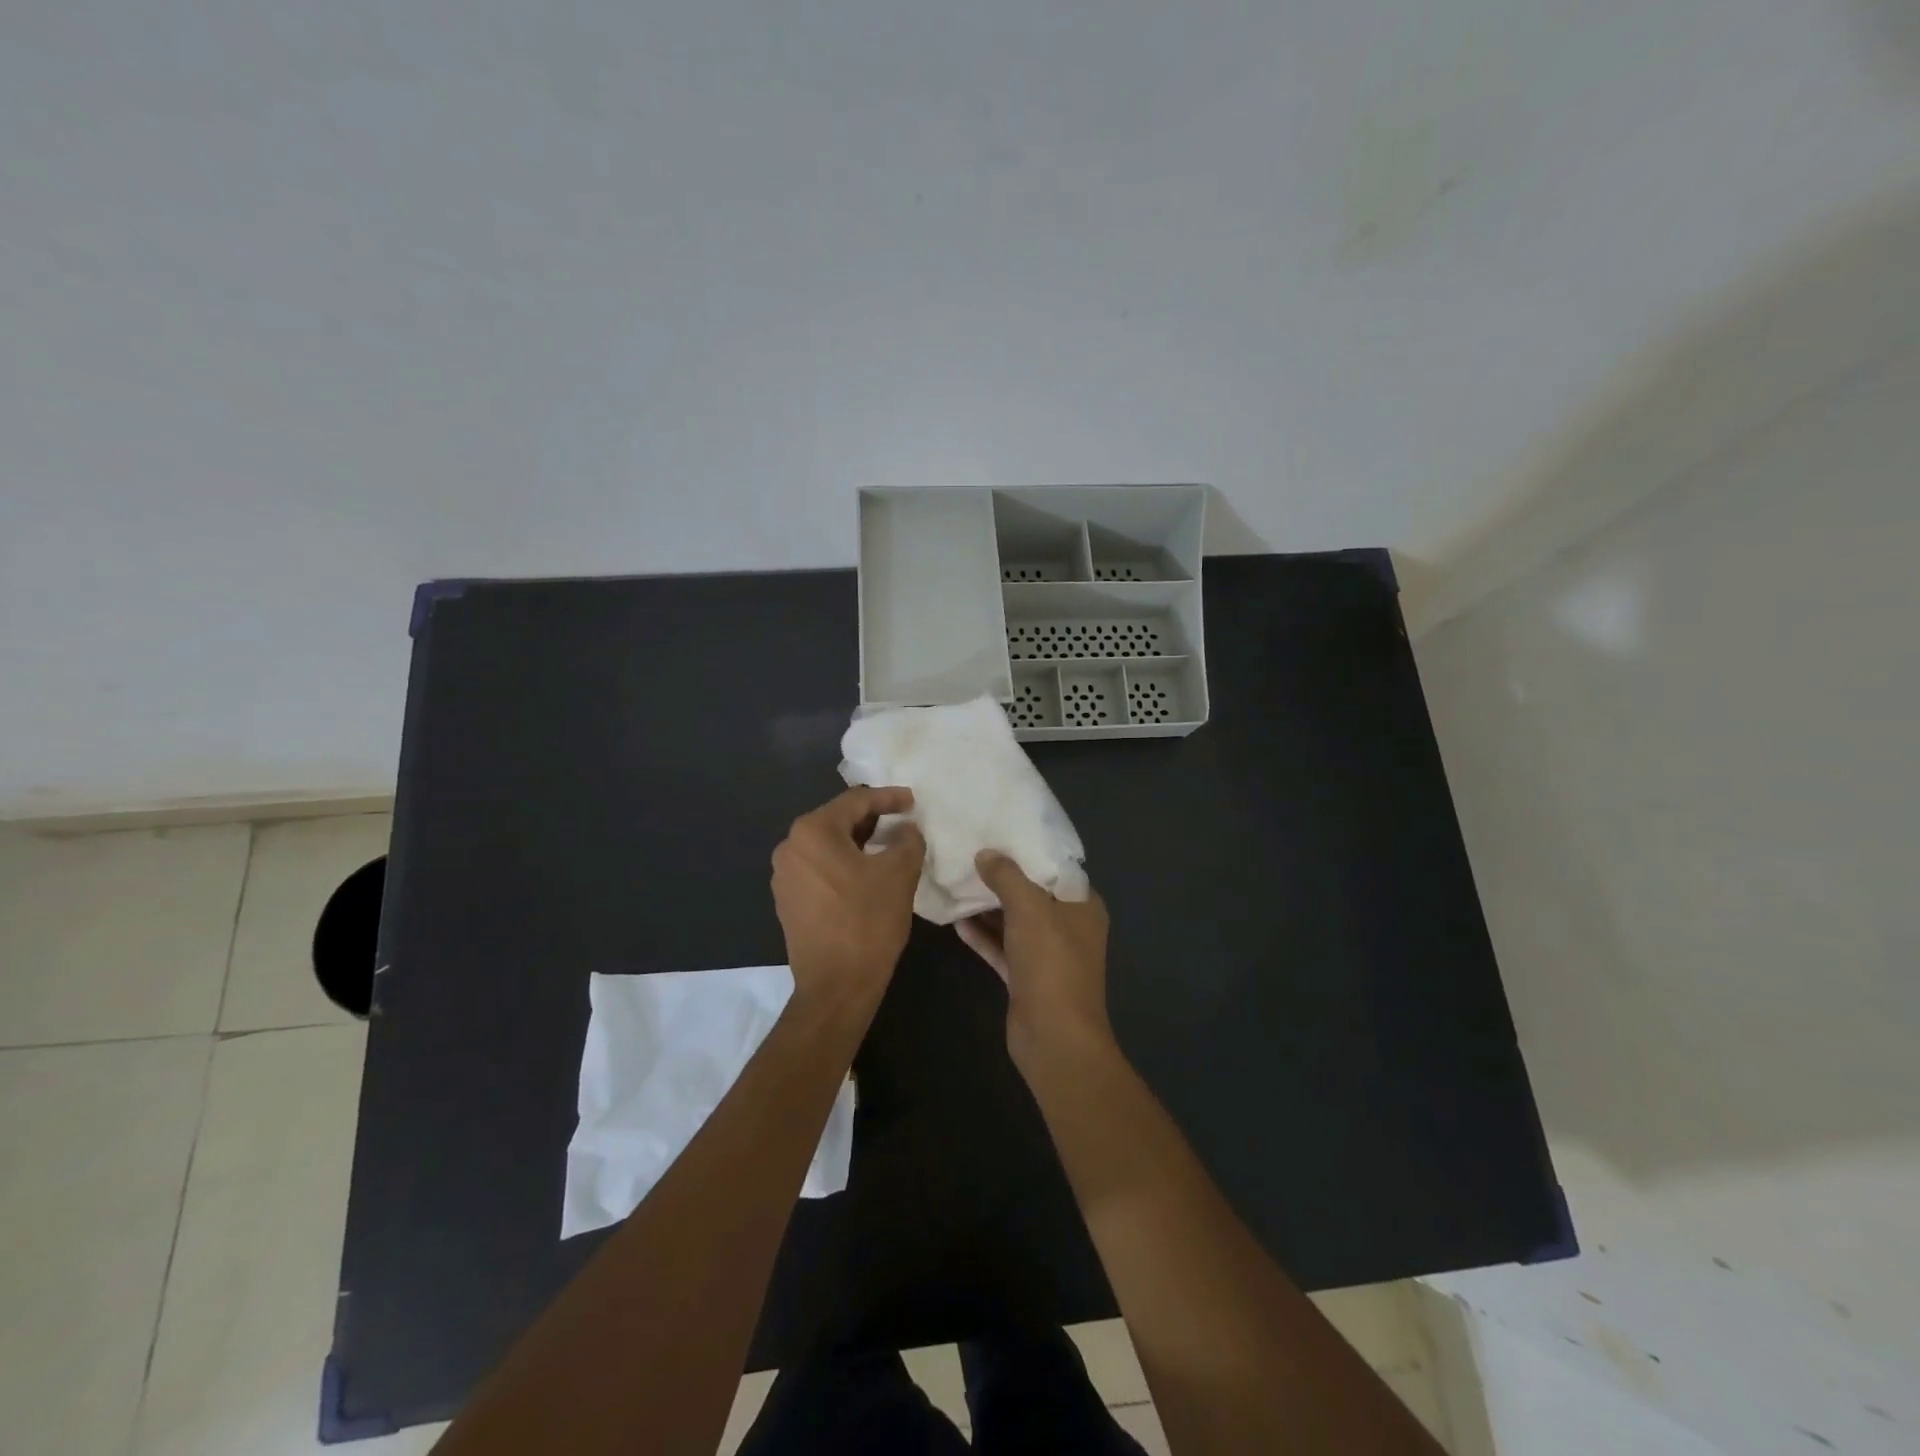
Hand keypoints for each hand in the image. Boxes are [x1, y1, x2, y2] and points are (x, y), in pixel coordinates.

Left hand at [771, 787, 925, 1013]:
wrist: (836, 986)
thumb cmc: (868, 921)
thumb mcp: (900, 873)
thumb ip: (908, 840)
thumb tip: (906, 829)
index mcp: (812, 832)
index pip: (856, 801)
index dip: (888, 797)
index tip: (913, 801)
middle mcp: (790, 847)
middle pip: (838, 821)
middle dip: (873, 820)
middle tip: (903, 822)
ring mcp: (784, 876)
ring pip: (828, 846)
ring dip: (858, 843)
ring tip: (888, 847)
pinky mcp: (787, 901)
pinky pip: (819, 869)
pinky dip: (844, 865)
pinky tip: (866, 875)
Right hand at [959, 852, 1112, 1071]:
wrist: (1053, 1037)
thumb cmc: (1051, 963)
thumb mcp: (1029, 908)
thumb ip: (1007, 876)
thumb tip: (987, 853)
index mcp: (1082, 905)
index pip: (1055, 867)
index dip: (1027, 850)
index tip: (996, 832)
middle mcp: (1068, 926)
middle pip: (1032, 893)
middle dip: (1002, 877)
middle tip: (968, 853)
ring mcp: (1046, 954)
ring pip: (1014, 921)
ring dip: (988, 906)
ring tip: (956, 881)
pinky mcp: (1025, 977)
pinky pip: (1002, 947)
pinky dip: (982, 935)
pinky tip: (955, 921)